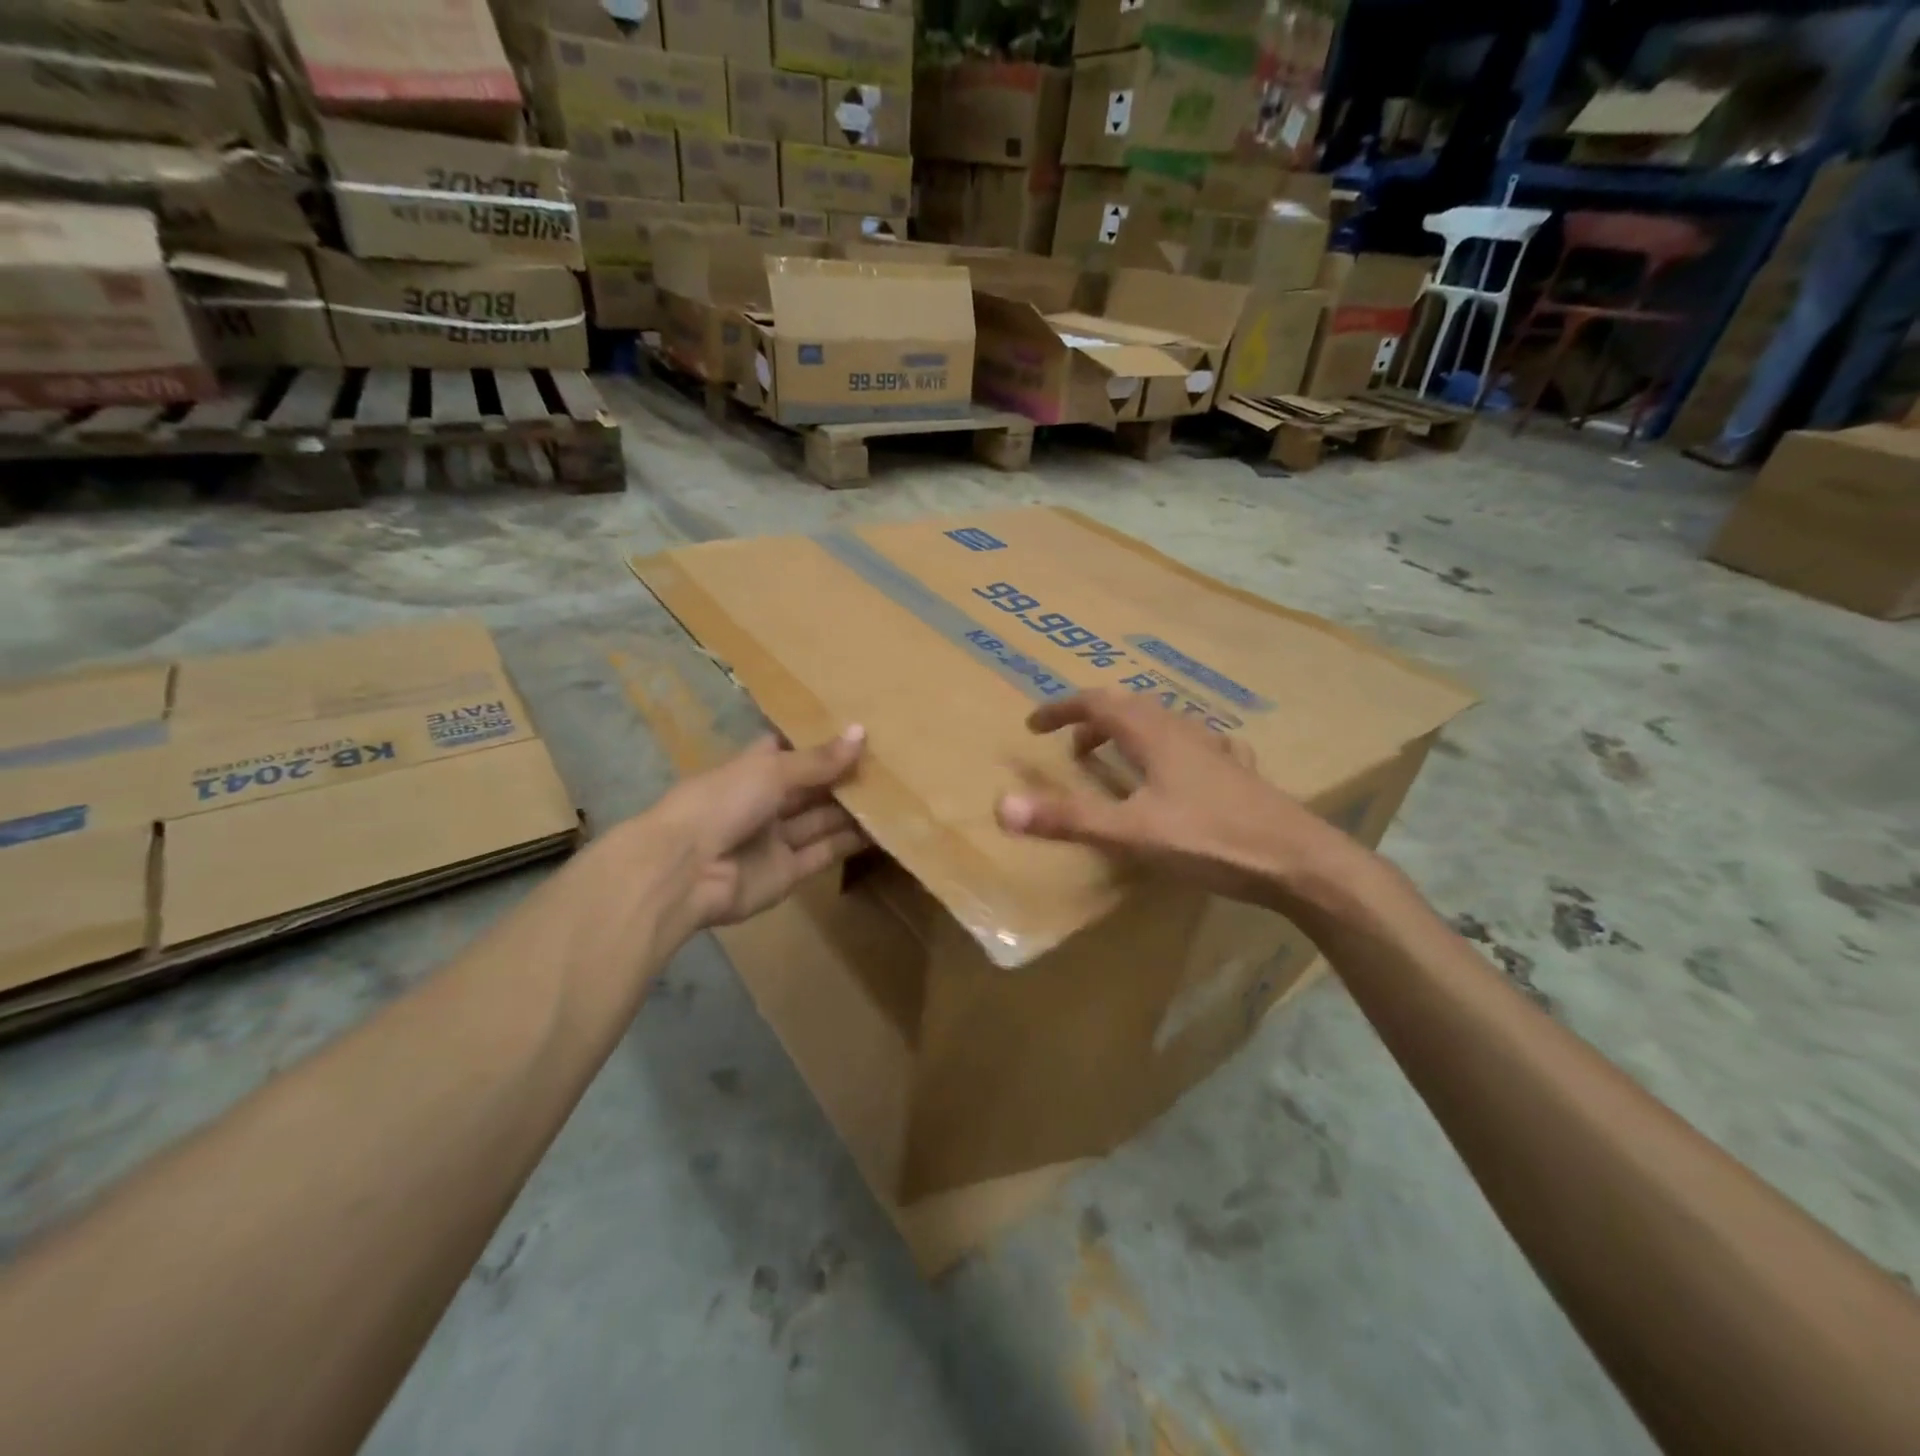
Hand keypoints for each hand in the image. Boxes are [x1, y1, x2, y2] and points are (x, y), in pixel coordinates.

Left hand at [646, 726, 868, 931]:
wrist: (686, 870)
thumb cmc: (722, 803)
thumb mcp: (772, 771)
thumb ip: (819, 760)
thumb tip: (862, 733)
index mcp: (752, 770)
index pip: (786, 749)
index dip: (817, 740)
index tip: (856, 728)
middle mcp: (764, 802)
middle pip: (810, 787)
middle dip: (843, 776)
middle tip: (890, 762)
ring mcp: (775, 840)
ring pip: (821, 820)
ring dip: (853, 809)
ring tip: (897, 793)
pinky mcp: (788, 873)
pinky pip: (824, 852)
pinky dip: (851, 843)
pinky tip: (883, 828)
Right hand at [994, 691, 1365, 910]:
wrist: (1298, 860)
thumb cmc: (1211, 840)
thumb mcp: (1131, 833)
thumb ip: (1068, 819)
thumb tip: (1002, 806)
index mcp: (1154, 735)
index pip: (1097, 703)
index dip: (1061, 709)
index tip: (1034, 725)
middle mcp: (1184, 731)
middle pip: (1130, 709)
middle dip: (1093, 721)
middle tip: (1071, 747)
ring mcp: (1216, 749)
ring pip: (1163, 725)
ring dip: (1129, 733)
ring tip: (1114, 759)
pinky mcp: (1238, 772)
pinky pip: (1192, 745)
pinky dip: (1166, 750)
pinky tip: (1177, 774)